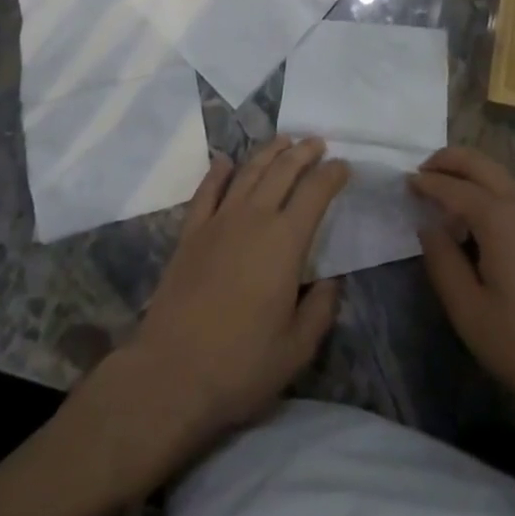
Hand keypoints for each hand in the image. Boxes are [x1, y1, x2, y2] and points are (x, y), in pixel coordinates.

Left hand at [124, 136, 349, 456]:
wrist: (170, 375)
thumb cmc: (240, 365)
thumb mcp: (297, 349)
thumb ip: (320, 309)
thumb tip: (330, 281)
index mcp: (286, 241)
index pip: (316, 192)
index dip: (333, 174)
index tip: (344, 166)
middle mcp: (254, 218)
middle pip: (283, 170)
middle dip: (303, 152)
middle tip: (317, 142)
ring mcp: (219, 222)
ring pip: (248, 172)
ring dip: (269, 152)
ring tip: (284, 140)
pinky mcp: (190, 234)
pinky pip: (206, 192)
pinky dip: (218, 173)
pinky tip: (225, 162)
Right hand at [410, 146, 514, 420]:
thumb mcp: (470, 313)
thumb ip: (443, 263)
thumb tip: (428, 226)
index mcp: (497, 217)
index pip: (453, 187)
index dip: (426, 183)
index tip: (403, 182)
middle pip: (480, 162)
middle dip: (448, 160)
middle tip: (421, 173)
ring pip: (498, 173)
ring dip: (469, 171)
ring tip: (443, 191)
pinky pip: (511, 190)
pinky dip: (486, 186)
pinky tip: (476, 216)